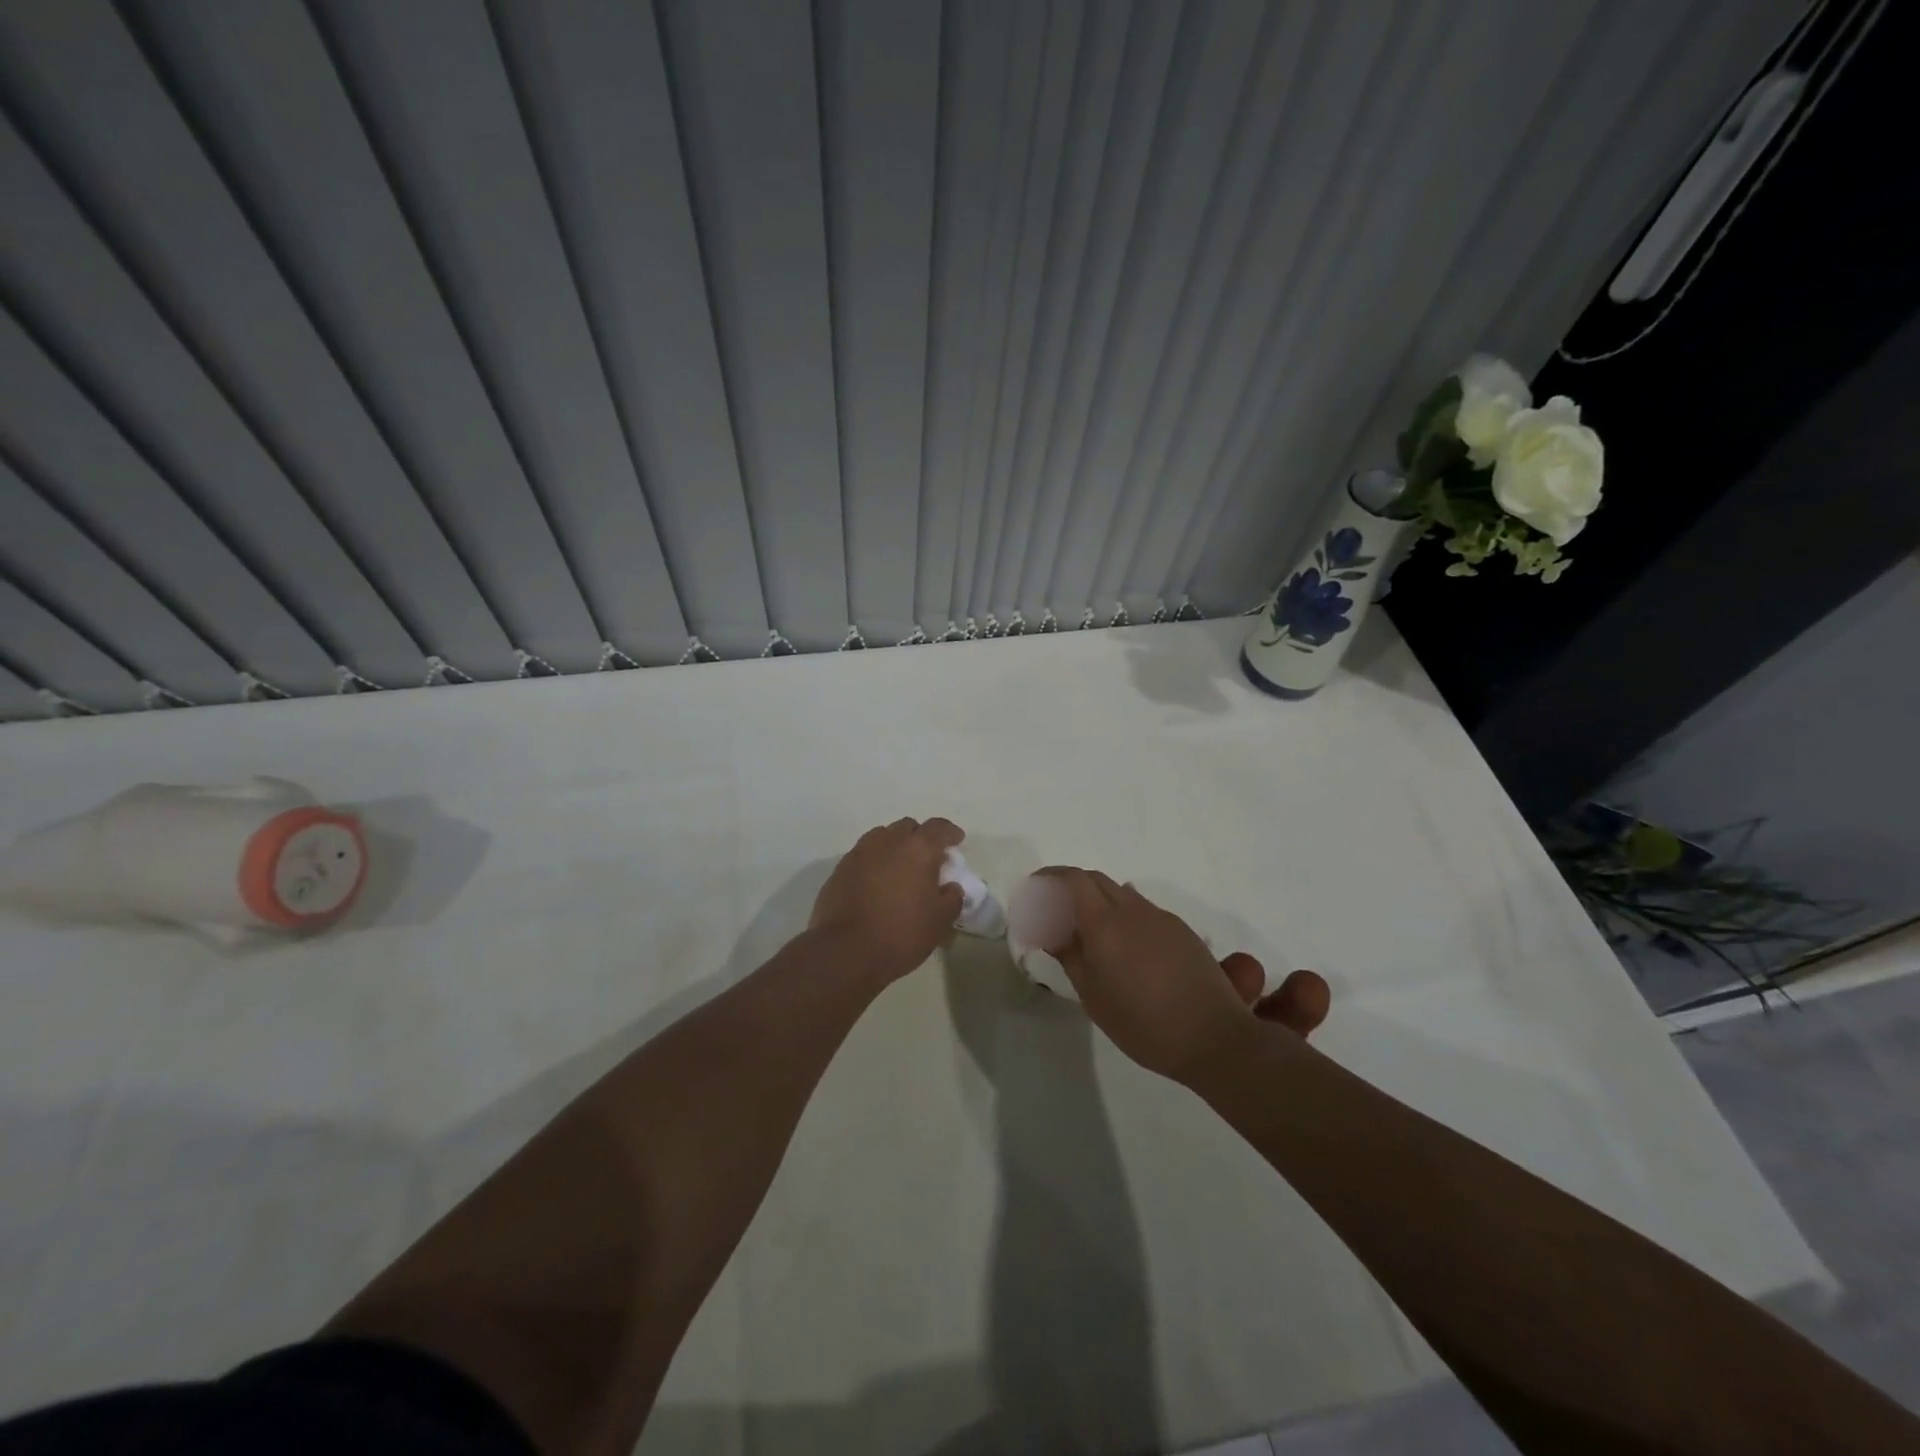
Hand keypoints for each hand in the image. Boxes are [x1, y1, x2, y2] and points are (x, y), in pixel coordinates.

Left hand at [810, 818, 965, 982]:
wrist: (844, 951)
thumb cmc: (900, 934)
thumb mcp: (939, 921)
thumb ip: (951, 898)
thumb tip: (950, 887)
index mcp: (918, 849)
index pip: (938, 827)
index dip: (950, 832)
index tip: (957, 841)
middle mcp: (888, 841)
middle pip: (908, 827)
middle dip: (920, 838)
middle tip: (928, 859)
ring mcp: (860, 852)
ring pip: (883, 837)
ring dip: (895, 847)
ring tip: (900, 869)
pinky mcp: (840, 868)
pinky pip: (864, 855)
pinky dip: (875, 862)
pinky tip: (877, 883)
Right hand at [1036, 868, 1329, 1080]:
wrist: (1213, 1037)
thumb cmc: (1143, 1022)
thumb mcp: (1093, 995)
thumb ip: (1069, 954)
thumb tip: (1050, 929)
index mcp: (1105, 922)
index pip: (1072, 880)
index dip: (1050, 878)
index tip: (1034, 889)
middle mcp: (1132, 909)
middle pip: (1095, 880)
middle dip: (1070, 887)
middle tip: (1054, 910)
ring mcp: (1160, 917)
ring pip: (1120, 892)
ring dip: (1097, 899)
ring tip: (1087, 930)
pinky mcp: (1181, 930)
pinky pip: (1142, 908)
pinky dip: (1121, 913)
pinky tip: (1122, 945)